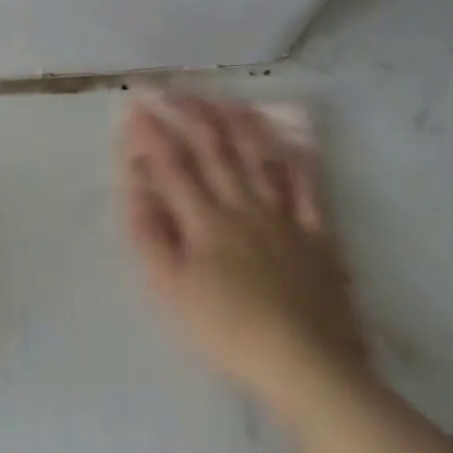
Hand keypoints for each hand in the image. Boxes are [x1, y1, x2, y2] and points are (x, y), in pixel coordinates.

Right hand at [119, 94, 370, 408]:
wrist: (304, 364)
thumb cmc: (228, 330)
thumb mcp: (171, 288)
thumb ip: (149, 232)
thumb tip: (134, 183)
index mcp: (204, 219)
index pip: (172, 164)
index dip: (152, 132)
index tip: (136, 105)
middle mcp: (242, 204)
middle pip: (214, 148)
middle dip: (190, 113)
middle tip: (172, 89)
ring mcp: (283, 215)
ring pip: (259, 156)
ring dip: (238, 123)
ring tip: (223, 99)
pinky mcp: (317, 234)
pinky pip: (308, 187)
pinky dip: (298, 160)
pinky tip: (292, 140)